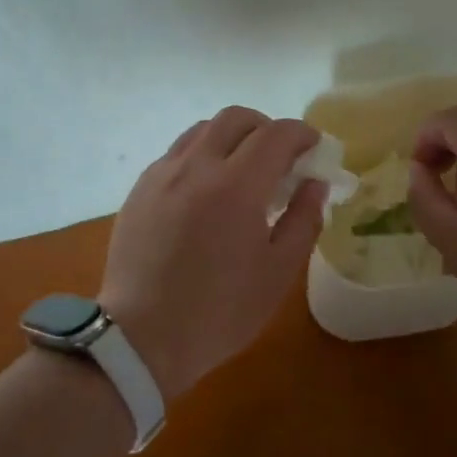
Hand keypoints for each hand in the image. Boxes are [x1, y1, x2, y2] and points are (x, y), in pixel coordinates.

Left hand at [99, 107, 326, 398]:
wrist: (142, 337)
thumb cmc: (219, 311)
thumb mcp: (278, 273)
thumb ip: (304, 220)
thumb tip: (315, 184)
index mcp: (237, 186)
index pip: (276, 135)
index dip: (301, 134)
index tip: (314, 147)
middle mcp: (197, 166)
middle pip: (236, 118)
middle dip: (266, 127)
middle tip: (280, 156)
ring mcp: (163, 174)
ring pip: (202, 129)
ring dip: (231, 137)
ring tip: (242, 169)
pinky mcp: (140, 188)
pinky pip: (177, 152)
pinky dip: (202, 154)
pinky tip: (206, 189)